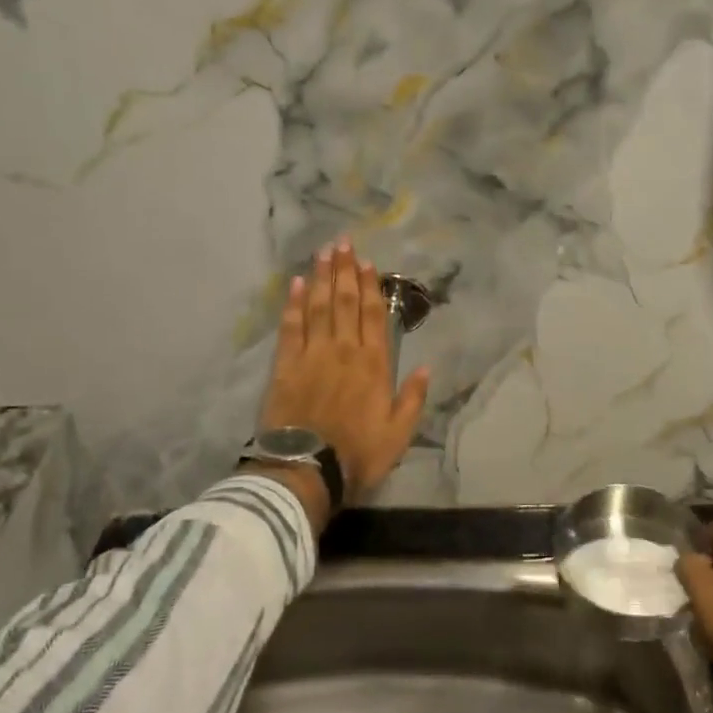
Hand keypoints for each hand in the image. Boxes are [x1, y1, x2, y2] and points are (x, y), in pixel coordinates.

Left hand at [248, 240, 429, 534]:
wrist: (306, 470)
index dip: (370, 286)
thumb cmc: (358, 454)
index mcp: (374, 365)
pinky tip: (297, 284)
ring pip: (319, 307)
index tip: (367, 262)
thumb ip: (413, 398)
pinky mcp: (285, 366)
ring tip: (323, 252)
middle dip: (345, 270)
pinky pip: (291, 327)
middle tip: (342, 242)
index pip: (372, 315)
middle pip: (345, 302)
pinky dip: (294, 303)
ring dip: (323, 277)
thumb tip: (427, 366)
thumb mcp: (399, 434)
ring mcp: (312, 355)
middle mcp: (344, 351)